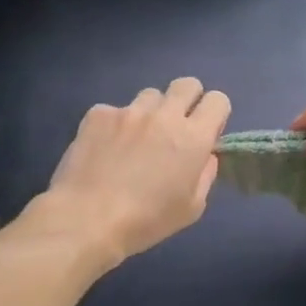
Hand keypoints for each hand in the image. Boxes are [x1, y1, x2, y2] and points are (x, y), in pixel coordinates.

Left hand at [38, 78, 231, 265]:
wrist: (87, 219)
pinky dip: (116, 125)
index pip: (218, 100)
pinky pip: (115, 110)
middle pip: (187, 84)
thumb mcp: (191, 208)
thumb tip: (204, 155)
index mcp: (193, 138)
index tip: (205, 132)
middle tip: (175, 128)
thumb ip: (205, 174)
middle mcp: (164, 115)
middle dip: (187, 101)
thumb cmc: (146, 221)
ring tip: (135, 140)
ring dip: (150, 113)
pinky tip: (105, 149)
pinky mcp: (99, 114)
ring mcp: (129, 111)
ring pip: (150, 96)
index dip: (215, 114)